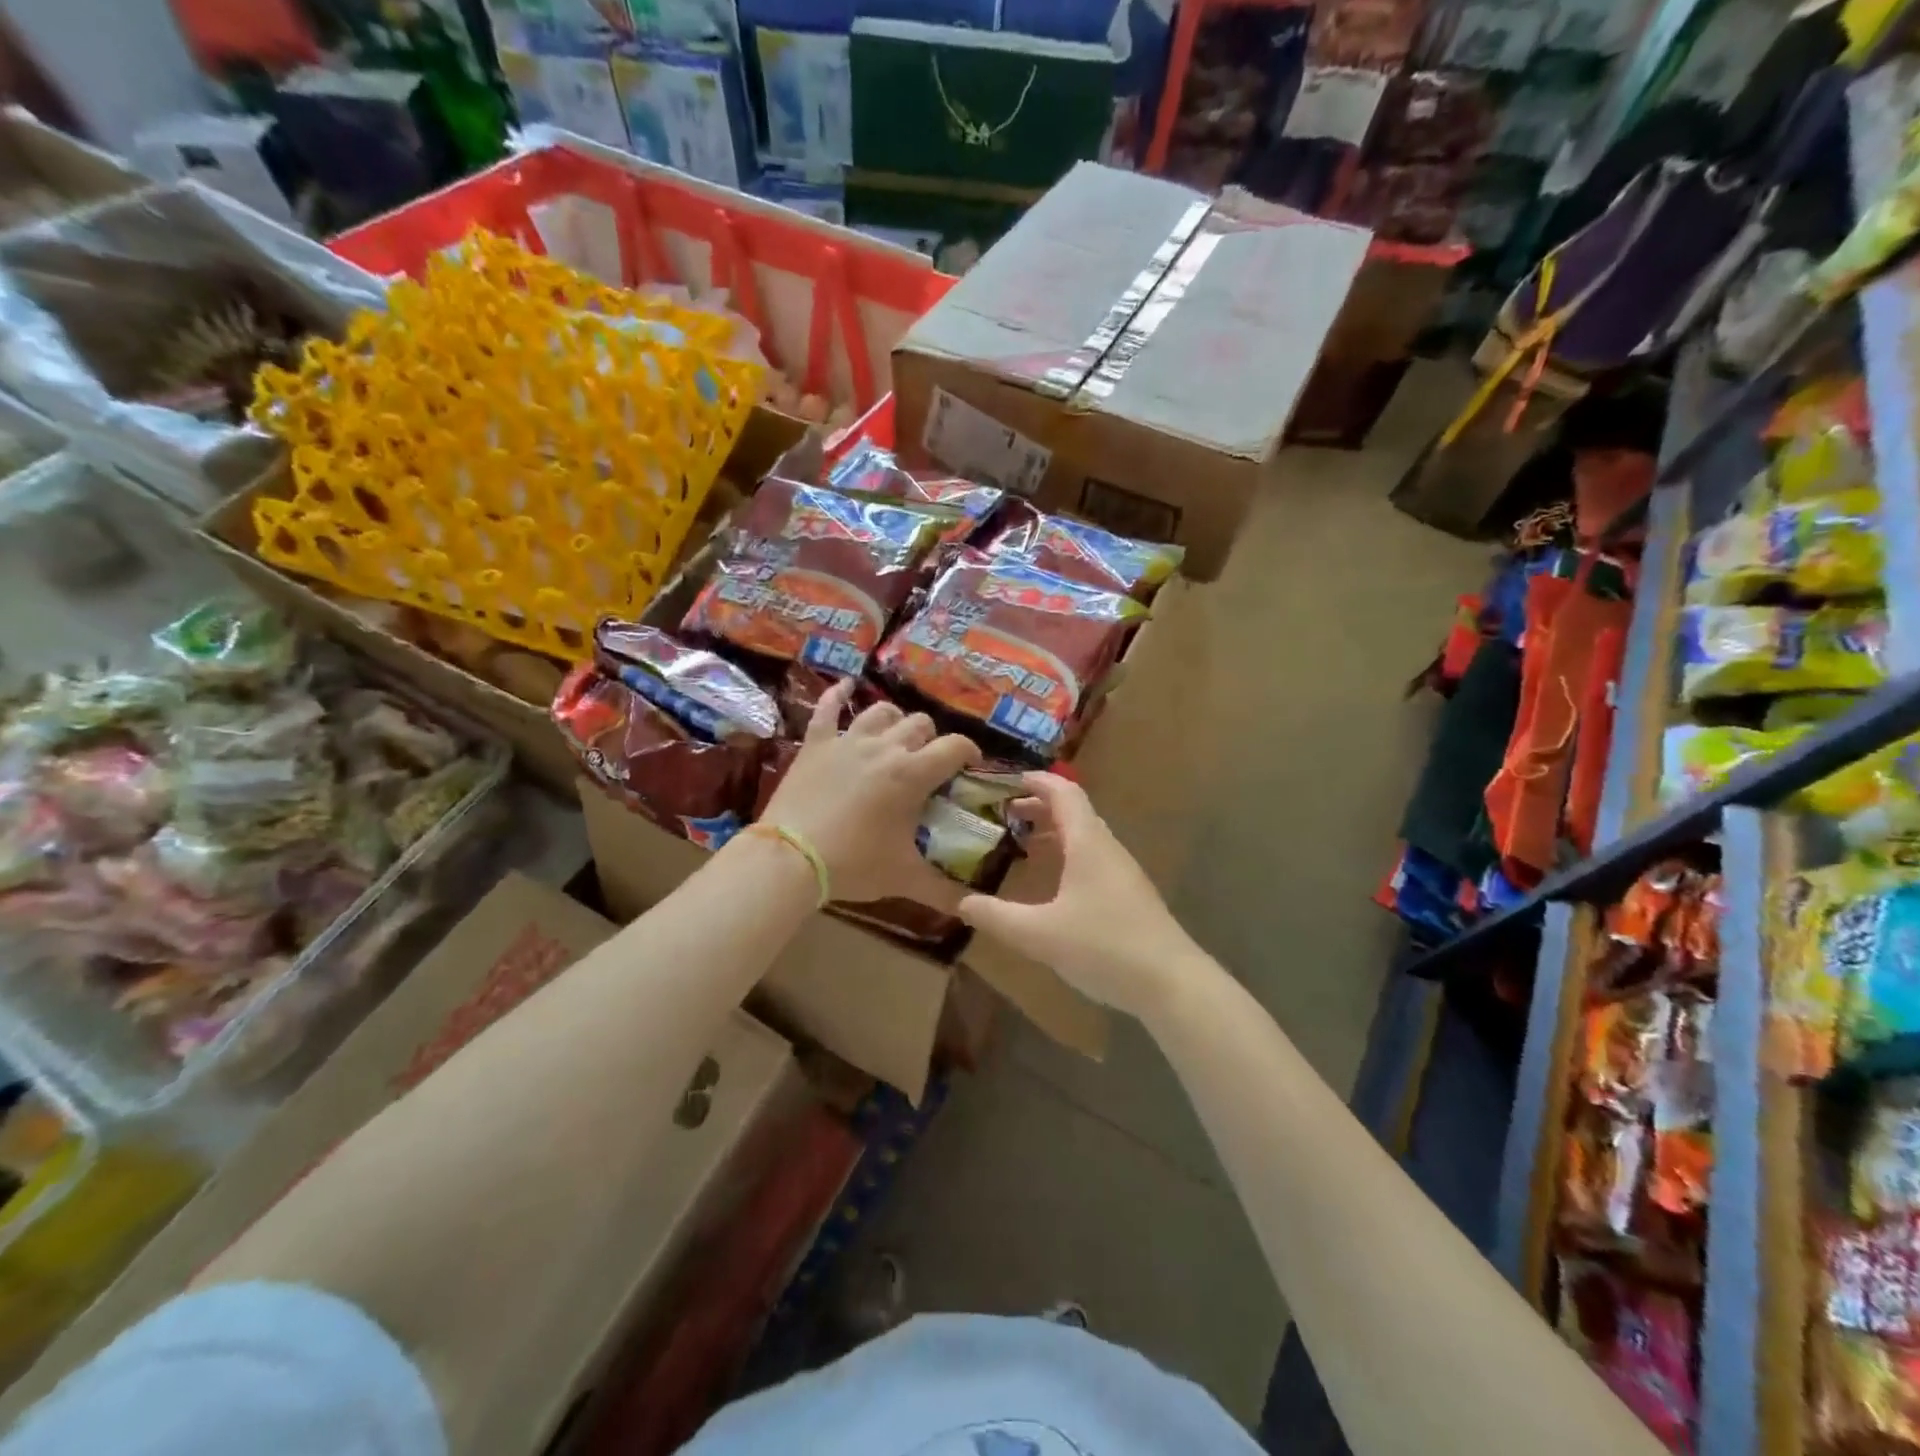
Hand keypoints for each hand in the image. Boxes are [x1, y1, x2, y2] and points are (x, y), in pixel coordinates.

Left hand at [761, 679, 980, 907]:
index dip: (969, 752)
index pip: (954, 747)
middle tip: (928, 765)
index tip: (970, 766)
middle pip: (920, 725)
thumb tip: (974, 909)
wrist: (789, 858)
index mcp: (912, 773)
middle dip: (931, 740)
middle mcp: (884, 747)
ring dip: (895, 721)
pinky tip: (845, 687)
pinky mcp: (816, 744)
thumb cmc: (853, 864)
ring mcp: (847, 741)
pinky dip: (837, 695)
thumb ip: (944, 891)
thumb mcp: (904, 878)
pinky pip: (827, 709)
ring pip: (882, 712)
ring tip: (896, 738)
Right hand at [957, 772, 1197, 1019]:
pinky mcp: (1128, 894)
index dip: (1035, 781)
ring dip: (1052, 832)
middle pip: (1073, 811)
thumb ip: (996, 917)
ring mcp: (1121, 871)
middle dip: (1037, 807)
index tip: (1004, 781)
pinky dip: (1066, 854)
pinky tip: (1051, 882)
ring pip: (1084, 836)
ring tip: (1020, 844)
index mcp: (1087, 843)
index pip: (1063, 792)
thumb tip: (960, 902)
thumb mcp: (1039, 934)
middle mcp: (1106, 848)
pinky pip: (1092, 857)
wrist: (1171, 983)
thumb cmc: (1104, 947)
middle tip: (1002, 815)